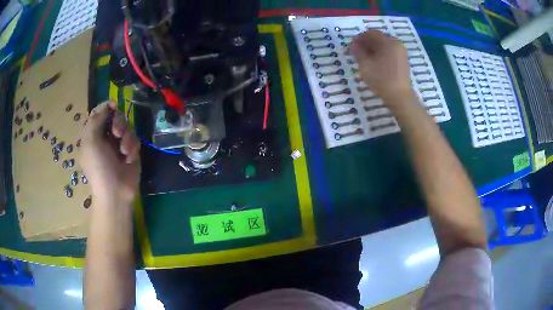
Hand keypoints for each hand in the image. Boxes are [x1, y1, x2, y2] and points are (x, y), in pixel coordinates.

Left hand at [81, 101, 140, 206]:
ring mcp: (119, 144)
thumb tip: (107, 105)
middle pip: (116, 116)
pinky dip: (132, 147)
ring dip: (126, 136)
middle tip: (117, 133)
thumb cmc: (99, 167)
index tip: (113, 107)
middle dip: (119, 122)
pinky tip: (129, 158)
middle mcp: (106, 136)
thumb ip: (96, 119)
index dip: (107, 107)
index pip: (100, 112)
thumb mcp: (91, 142)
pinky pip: (135, 139)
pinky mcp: (131, 151)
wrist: (116, 192)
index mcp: (93, 134)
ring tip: (124, 151)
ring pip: (127, 126)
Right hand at [351, 30, 413, 107]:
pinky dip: (381, 53)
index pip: (371, 33)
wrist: (400, 97)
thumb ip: (358, 52)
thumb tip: (353, 45)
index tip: (352, 46)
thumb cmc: (381, 80)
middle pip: (379, 38)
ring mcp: (401, 52)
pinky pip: (390, 52)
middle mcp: (396, 44)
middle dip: (367, 43)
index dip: (360, 38)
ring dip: (374, 48)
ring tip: (365, 58)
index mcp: (388, 42)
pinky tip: (375, 62)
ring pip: (384, 45)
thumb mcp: (365, 65)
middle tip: (357, 51)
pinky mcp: (403, 60)